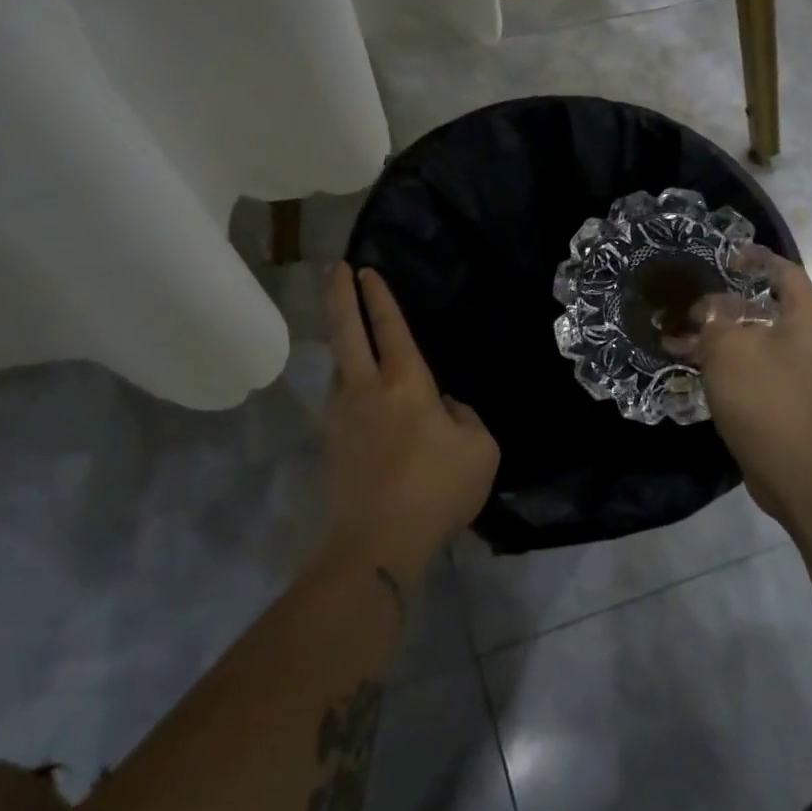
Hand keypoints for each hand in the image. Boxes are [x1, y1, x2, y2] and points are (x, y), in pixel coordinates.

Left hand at [319, 262, 498, 581]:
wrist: (377, 543)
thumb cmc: (437, 490)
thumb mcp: (479, 449)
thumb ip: (464, 417)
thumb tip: (443, 407)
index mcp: (405, 383)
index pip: (390, 327)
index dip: (379, 297)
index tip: (366, 270)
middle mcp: (366, 389)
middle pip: (346, 331)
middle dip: (340, 295)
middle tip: (334, 267)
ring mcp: (342, 415)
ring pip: (338, 364)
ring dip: (341, 339)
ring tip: (347, 327)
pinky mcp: (332, 442)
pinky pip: (339, 396)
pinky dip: (345, 379)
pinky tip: (356, 388)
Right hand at [683, 248, 811, 525]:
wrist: (797, 473)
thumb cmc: (765, 399)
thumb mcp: (729, 349)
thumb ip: (715, 317)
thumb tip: (711, 306)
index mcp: (806, 316)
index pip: (783, 270)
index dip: (752, 259)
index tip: (720, 258)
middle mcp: (810, 337)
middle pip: (766, 304)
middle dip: (724, 300)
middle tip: (688, 300)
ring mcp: (800, 369)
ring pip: (755, 336)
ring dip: (719, 333)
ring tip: (678, 333)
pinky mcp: (786, 395)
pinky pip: (754, 364)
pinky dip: (726, 359)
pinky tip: (691, 363)